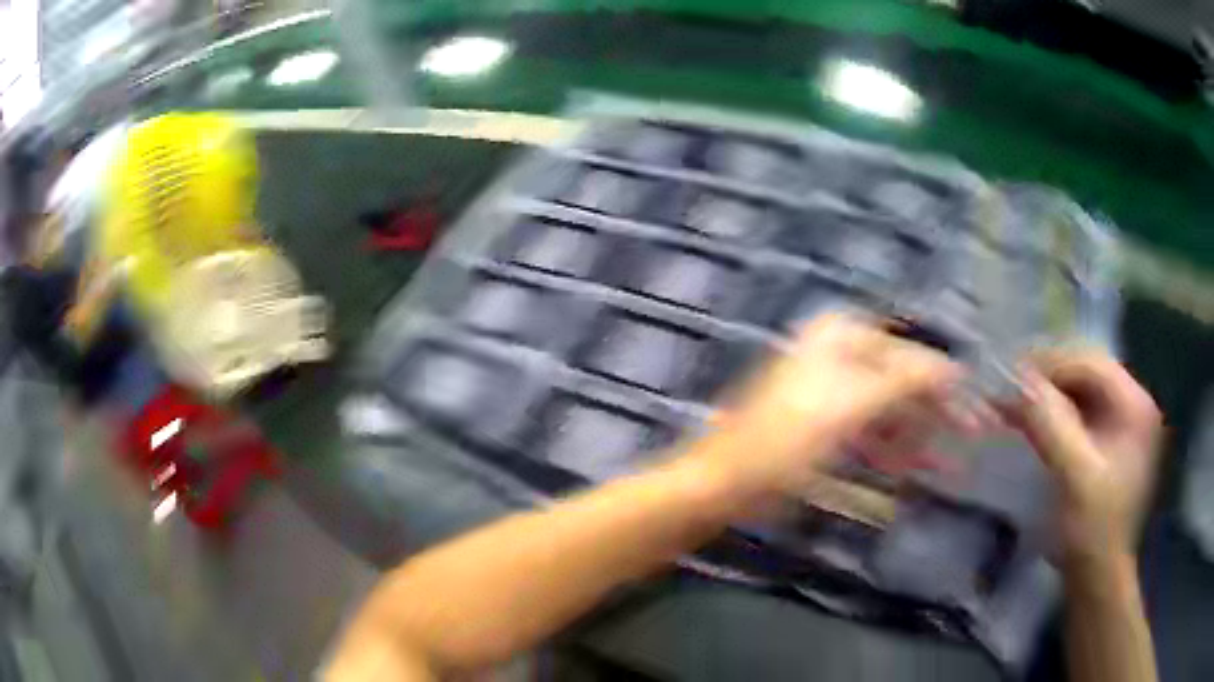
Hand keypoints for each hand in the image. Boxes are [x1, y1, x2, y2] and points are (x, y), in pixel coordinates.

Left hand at [698, 314, 961, 497]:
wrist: (725, 482)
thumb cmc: (787, 440)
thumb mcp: (853, 405)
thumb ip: (907, 381)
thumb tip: (954, 367)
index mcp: (844, 336)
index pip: (912, 355)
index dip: (947, 384)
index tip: (978, 413)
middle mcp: (840, 353)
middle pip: (904, 380)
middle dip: (938, 412)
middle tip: (975, 436)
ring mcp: (832, 390)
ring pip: (890, 409)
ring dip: (921, 436)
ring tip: (952, 465)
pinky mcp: (826, 425)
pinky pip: (871, 431)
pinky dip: (894, 449)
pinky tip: (920, 468)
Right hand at [1003, 350, 1161, 570]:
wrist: (1098, 578)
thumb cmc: (1093, 531)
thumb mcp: (1074, 477)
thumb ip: (1050, 424)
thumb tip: (1014, 380)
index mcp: (1135, 405)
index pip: (1091, 362)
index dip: (1050, 364)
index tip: (1011, 377)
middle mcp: (1134, 404)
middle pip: (1088, 371)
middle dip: (1049, 377)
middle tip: (1011, 390)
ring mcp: (1125, 423)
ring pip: (1083, 390)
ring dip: (1050, 394)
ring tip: (1017, 405)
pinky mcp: (1112, 441)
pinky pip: (1083, 412)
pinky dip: (1057, 413)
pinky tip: (1036, 423)